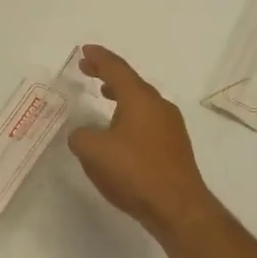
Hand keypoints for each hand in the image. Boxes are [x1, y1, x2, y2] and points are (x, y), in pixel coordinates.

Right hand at [68, 44, 223, 241]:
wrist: (176, 207)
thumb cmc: (134, 171)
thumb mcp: (92, 151)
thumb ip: (80, 136)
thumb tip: (83, 134)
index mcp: (140, 99)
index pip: (116, 69)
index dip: (99, 58)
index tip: (85, 50)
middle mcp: (159, 106)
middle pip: (131, 83)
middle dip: (108, 75)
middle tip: (88, 69)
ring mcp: (170, 127)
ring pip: (141, 102)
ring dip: (120, 96)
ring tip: (103, 96)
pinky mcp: (174, 147)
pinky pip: (147, 121)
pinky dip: (130, 115)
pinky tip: (119, 131)